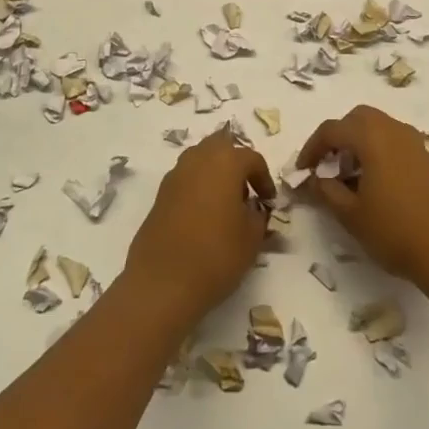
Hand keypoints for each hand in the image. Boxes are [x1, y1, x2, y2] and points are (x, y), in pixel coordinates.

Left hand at [124, 130, 274, 323]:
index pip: (251, 158)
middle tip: (246, 191)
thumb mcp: (252, 238)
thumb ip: (258, 216)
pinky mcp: (159, 195)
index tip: (269, 202)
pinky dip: (198, 188)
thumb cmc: (216, 254)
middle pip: (220, 146)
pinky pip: (185, 179)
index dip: (264, 179)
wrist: (163, 282)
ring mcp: (174, 176)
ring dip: (215, 173)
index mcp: (225, 161)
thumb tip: (253, 210)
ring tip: (225, 204)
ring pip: (200, 160)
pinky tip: (204, 217)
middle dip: (235, 162)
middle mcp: (197, 159)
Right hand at [297, 105, 428, 296]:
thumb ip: (326, 191)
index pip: (331, 129)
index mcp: (372, 137)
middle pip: (357, 119)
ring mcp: (414, 142)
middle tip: (326, 166)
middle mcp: (393, 130)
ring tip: (347, 177)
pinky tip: (373, 183)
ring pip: (377, 127)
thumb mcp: (350, 214)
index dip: (311, 148)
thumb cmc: (395, 231)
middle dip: (337, 137)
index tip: (302, 171)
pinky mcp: (426, 158)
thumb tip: (313, 179)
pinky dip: (376, 150)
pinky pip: (393, 141)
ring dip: (357, 143)